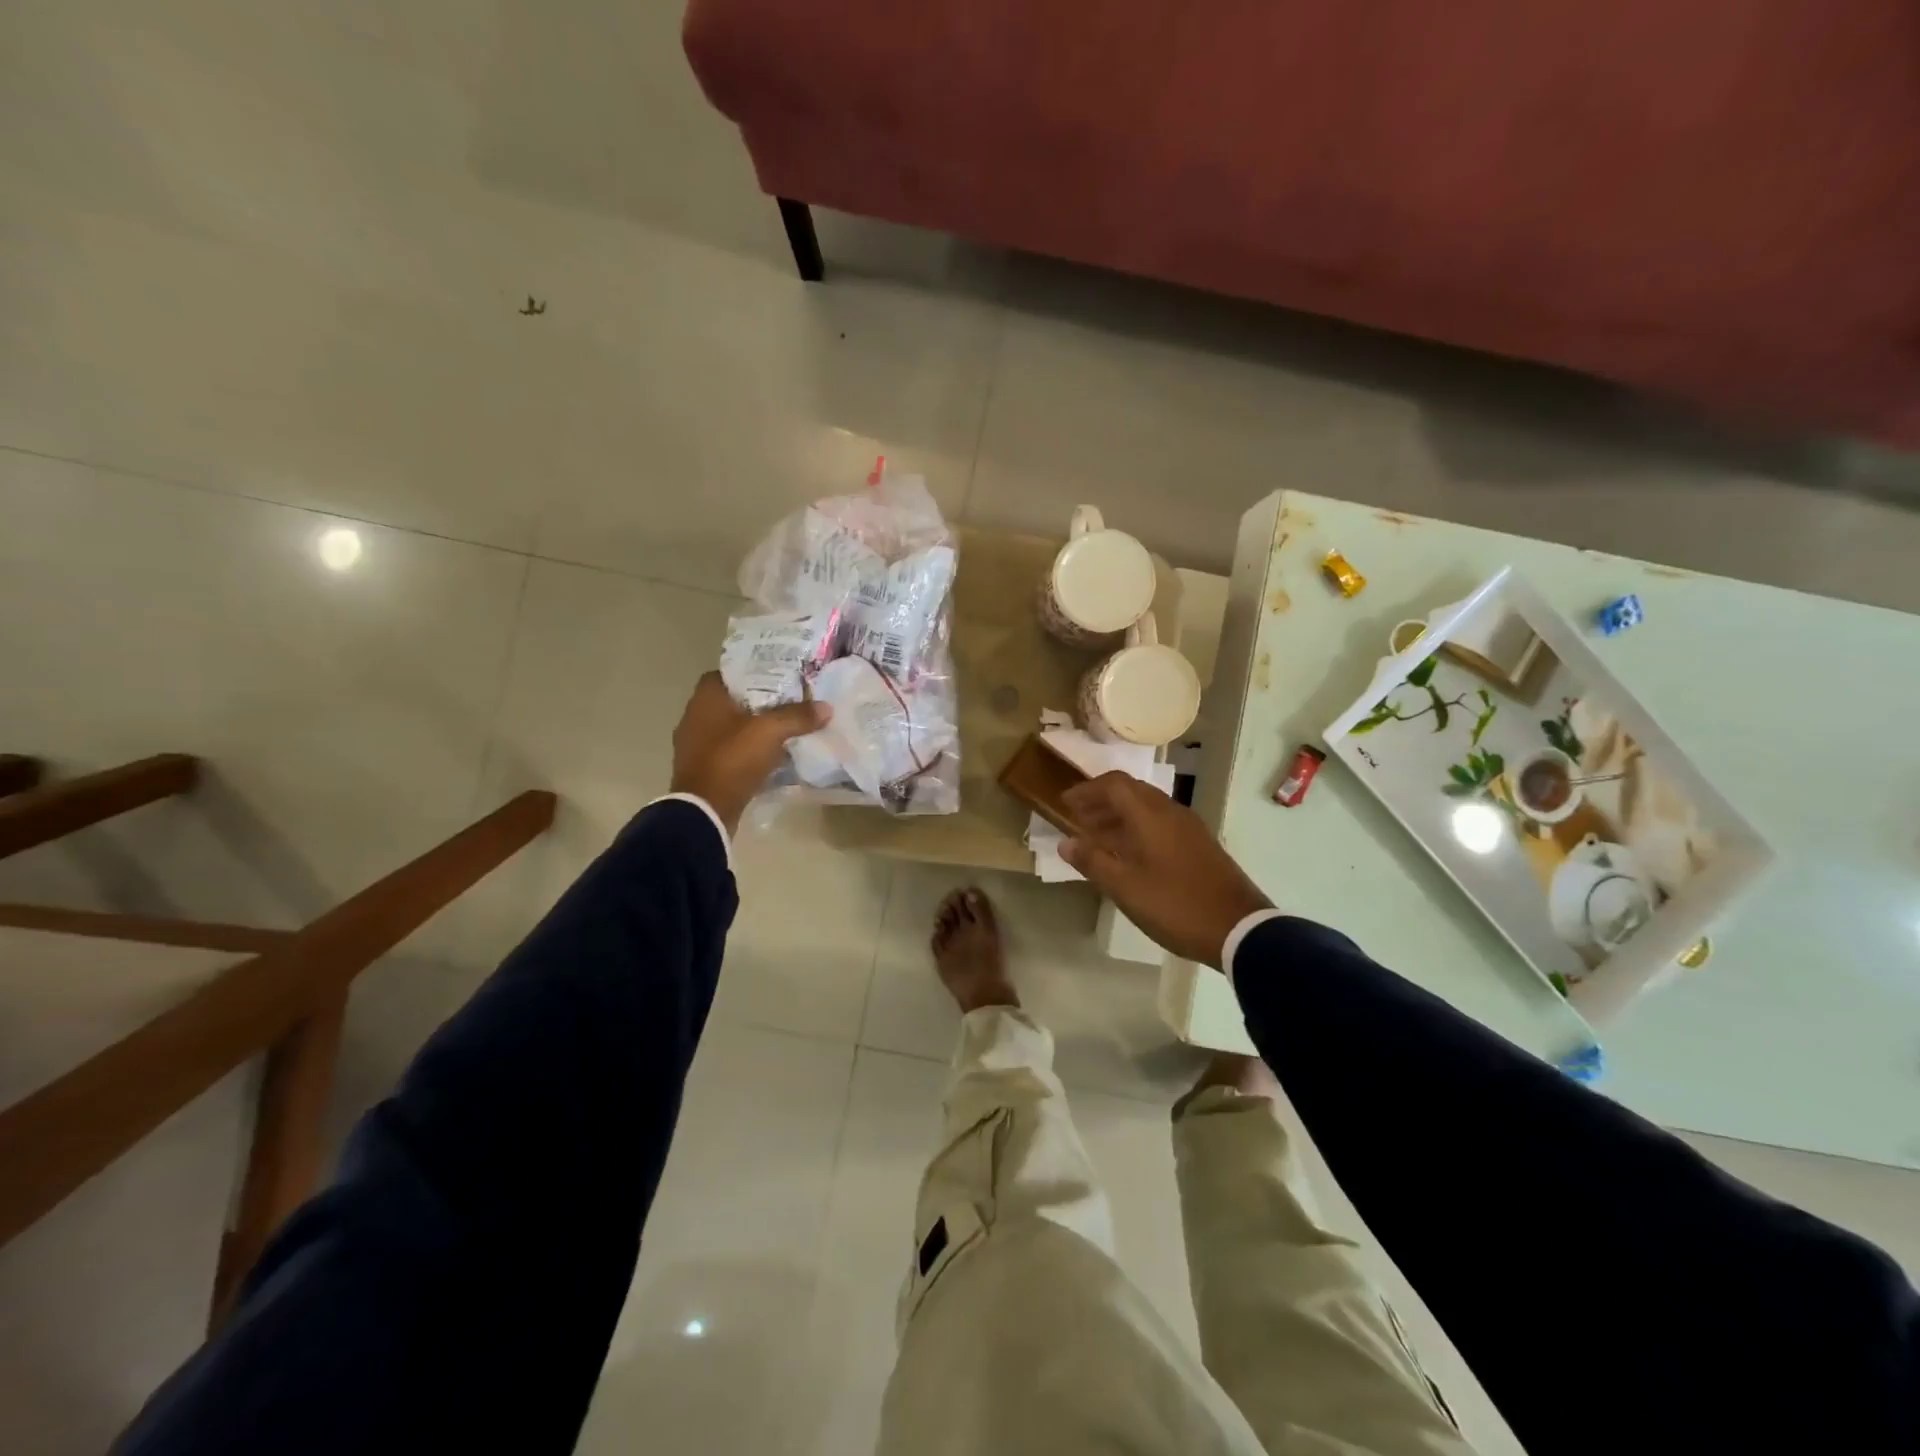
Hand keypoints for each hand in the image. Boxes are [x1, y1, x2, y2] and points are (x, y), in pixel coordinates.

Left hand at [669, 673, 829, 836]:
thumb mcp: (770, 732)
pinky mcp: (703, 770)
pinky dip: (747, 752)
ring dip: (753, 730)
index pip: (727, 673)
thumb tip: (826, 707)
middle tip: (788, 703)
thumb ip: (798, 716)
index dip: (751, 673)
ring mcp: (695, 746)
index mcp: (705, 699)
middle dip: (758, 703)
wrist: (705, 811)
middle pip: (731, 702)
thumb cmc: (732, 759)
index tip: (777, 679)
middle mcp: (695, 717)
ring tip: (784, 729)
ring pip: (731, 729)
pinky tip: (770, 757)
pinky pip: (729, 753)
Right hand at [1060, 772, 1272, 967]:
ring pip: (1147, 807)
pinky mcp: (1200, 843)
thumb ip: (1093, 861)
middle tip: (1078, 818)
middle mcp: (1170, 811)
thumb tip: (1066, 843)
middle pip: (1131, 791)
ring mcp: (1189, 827)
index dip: (1087, 790)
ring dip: (1119, 815)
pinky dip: (1138, 828)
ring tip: (1097, 836)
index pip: (1114, 784)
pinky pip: (1161, 822)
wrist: (1239, 928)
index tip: (1065, 803)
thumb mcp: (1125, 888)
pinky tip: (1129, 853)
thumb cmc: (1175, 905)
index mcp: (1150, 815)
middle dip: (1101, 801)